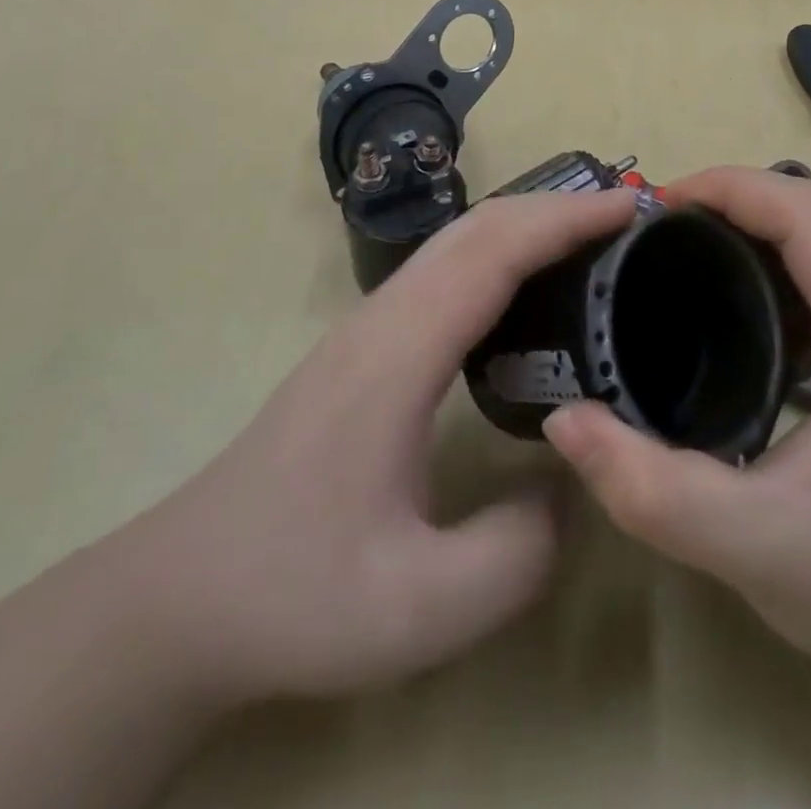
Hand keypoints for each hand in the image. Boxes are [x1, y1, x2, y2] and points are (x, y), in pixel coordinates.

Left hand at [117, 186, 635, 702]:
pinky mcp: (365, 346)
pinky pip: (444, 271)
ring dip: (527, 223)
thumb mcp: (420, 605)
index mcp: (398, 354)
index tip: (629, 209)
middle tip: (628, 217)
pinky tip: (528, 289)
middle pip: (476, 227)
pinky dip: (499, 252)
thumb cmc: (294, 594)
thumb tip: (575, 484)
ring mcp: (368, 328)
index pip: (493, 253)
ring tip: (593, 240)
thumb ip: (518, 551)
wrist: (180, 598)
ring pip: (456, 243)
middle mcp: (383, 320)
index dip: (565, 220)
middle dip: (556, 206)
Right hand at [542, 167, 810, 685]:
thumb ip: (650, 490)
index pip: (806, 212)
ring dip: (758, 220)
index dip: (727, 188)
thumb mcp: (752, 549)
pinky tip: (740, 288)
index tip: (655, 207)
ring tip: (688, 246)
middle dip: (734, 198)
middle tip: (658, 229)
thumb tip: (563, 420)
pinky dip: (783, 250)